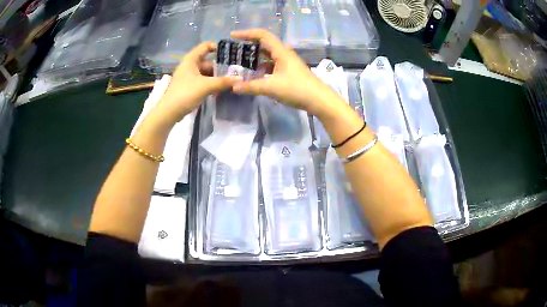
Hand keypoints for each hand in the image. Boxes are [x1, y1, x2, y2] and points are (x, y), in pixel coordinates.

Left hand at [152, 42, 238, 126]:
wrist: (168, 113)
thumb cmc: (185, 94)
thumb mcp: (206, 86)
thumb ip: (223, 82)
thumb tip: (240, 79)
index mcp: (191, 59)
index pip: (206, 46)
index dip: (218, 47)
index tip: (231, 53)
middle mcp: (190, 65)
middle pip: (208, 61)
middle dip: (221, 66)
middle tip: (236, 71)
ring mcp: (189, 77)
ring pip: (206, 73)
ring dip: (217, 77)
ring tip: (232, 81)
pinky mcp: (189, 87)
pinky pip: (203, 81)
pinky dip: (212, 84)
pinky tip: (222, 89)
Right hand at [230, 29, 339, 116]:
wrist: (320, 100)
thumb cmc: (297, 89)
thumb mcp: (272, 88)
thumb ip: (251, 87)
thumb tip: (234, 87)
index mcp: (281, 52)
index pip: (262, 35)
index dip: (247, 33)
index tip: (232, 35)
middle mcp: (284, 54)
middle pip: (264, 44)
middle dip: (248, 46)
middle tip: (234, 51)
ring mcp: (288, 63)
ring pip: (268, 56)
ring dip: (255, 58)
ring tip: (240, 64)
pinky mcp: (289, 72)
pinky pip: (272, 65)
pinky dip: (262, 68)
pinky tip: (254, 76)